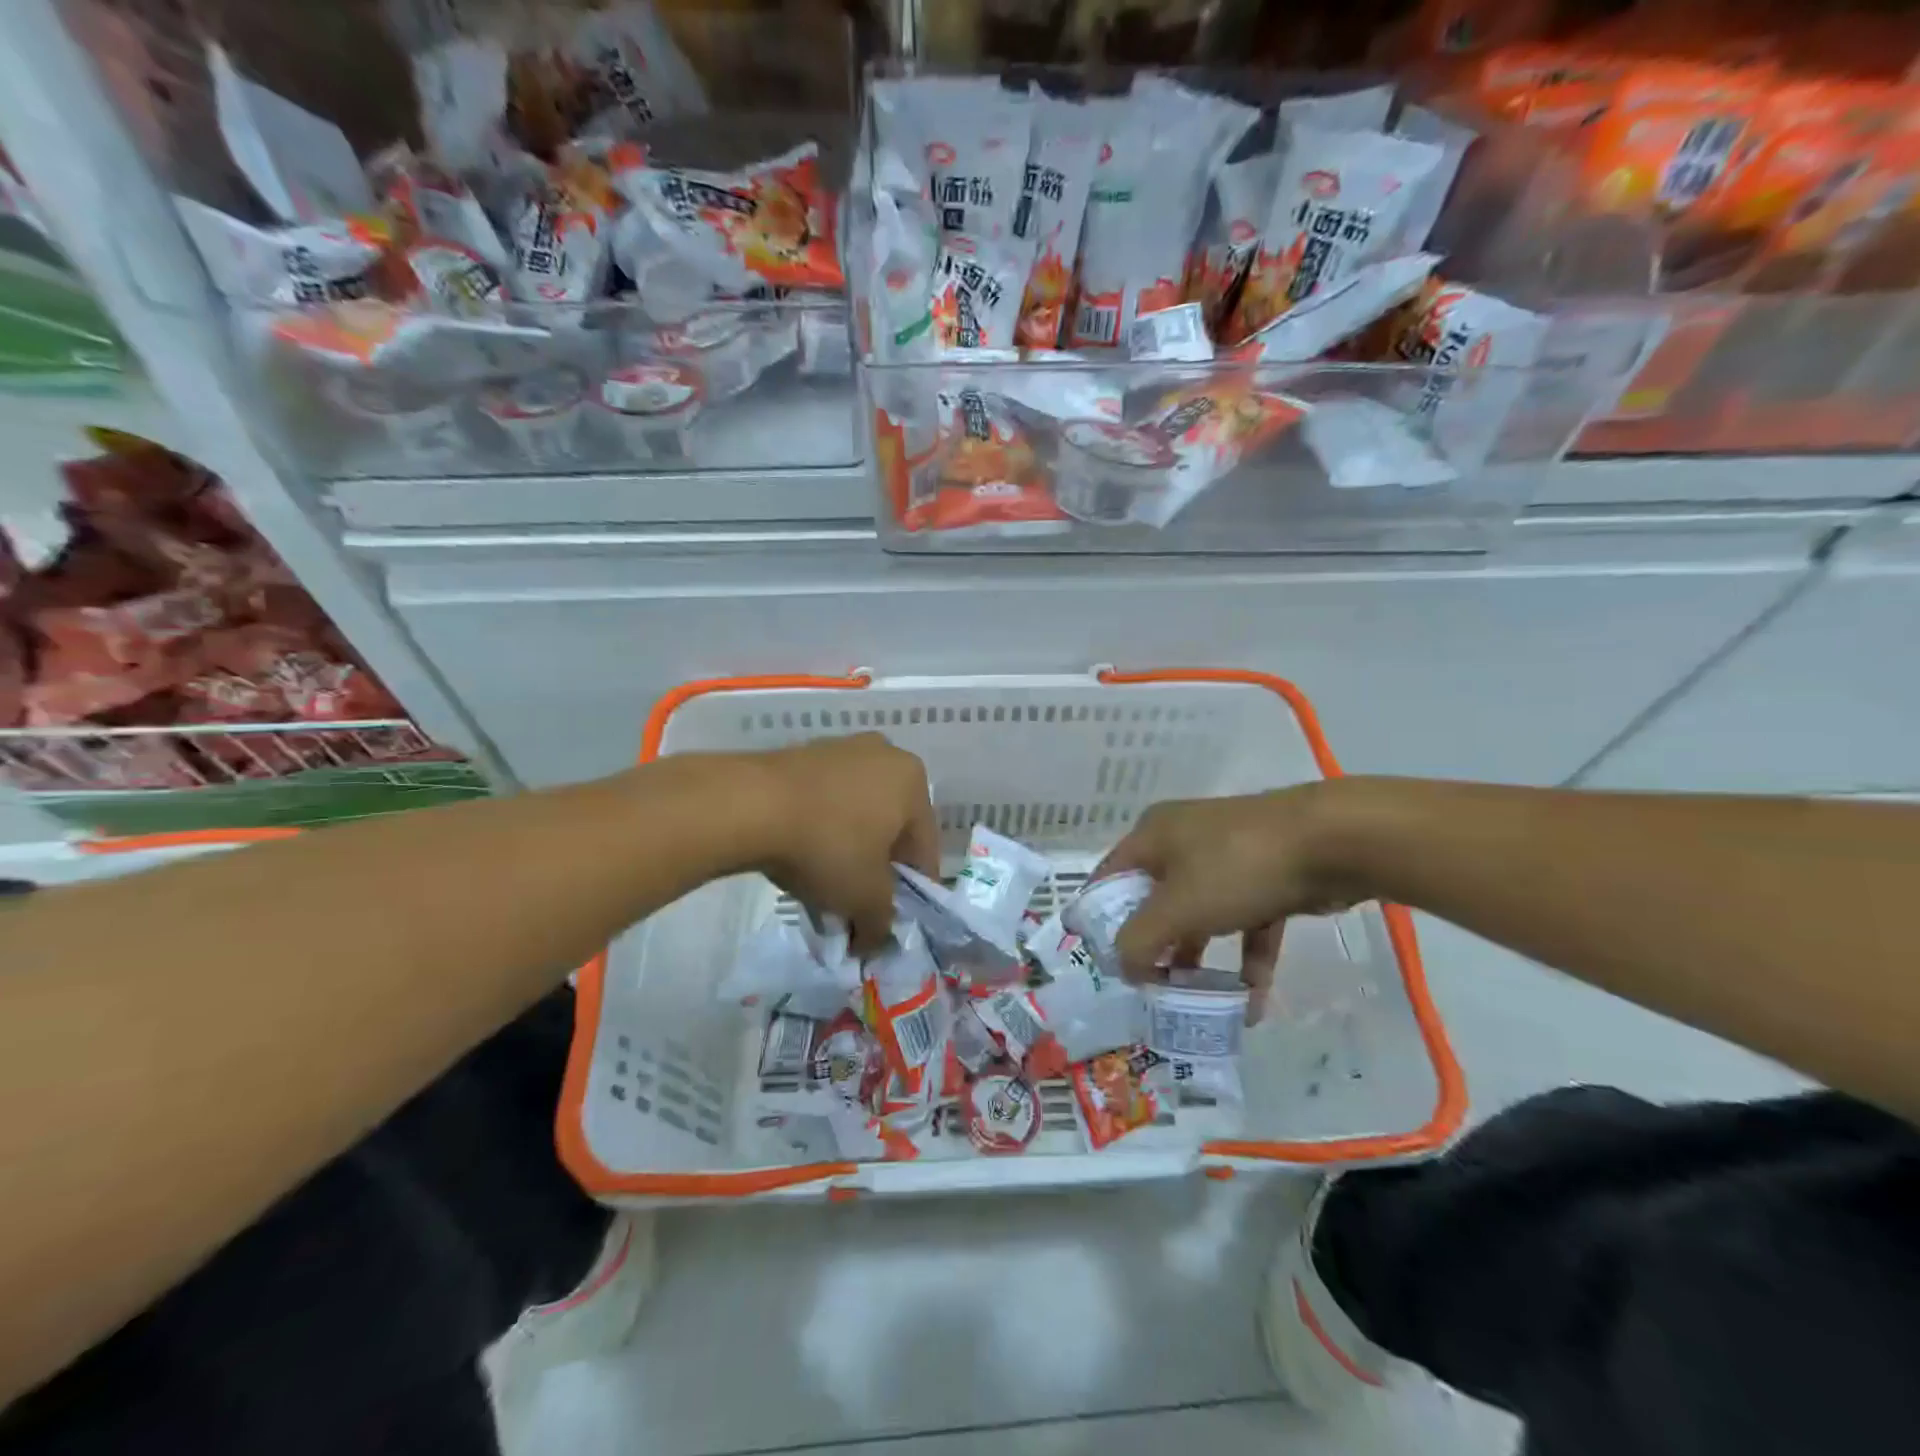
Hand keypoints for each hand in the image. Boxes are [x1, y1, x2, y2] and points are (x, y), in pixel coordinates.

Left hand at [742, 733, 938, 956]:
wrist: (750, 805)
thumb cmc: (827, 846)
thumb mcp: (865, 898)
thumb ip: (882, 924)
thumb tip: (875, 940)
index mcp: (913, 781)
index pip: (924, 849)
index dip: (911, 893)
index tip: (892, 921)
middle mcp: (884, 756)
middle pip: (890, 828)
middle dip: (876, 869)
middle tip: (858, 905)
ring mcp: (841, 750)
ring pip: (856, 814)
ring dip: (847, 851)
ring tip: (824, 886)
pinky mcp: (803, 754)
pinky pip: (824, 802)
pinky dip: (820, 830)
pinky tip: (800, 858)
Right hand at [1096, 782, 1366, 1021]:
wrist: (1331, 840)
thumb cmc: (1235, 867)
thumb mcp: (1176, 907)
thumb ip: (1139, 941)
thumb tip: (1123, 967)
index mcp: (1152, 835)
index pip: (1109, 878)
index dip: (1099, 919)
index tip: (1104, 963)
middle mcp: (1184, 840)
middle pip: (1154, 900)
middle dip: (1152, 946)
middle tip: (1148, 987)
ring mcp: (1228, 857)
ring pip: (1200, 914)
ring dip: (1197, 959)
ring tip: (1194, 1002)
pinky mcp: (1267, 877)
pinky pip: (1245, 922)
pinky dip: (1246, 959)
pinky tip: (1251, 1004)